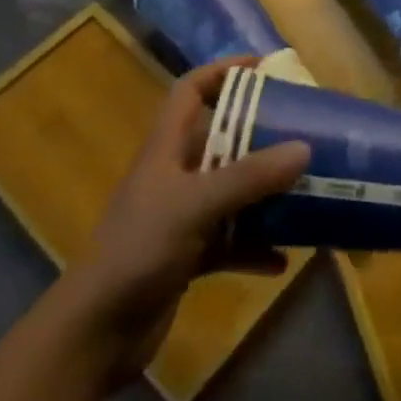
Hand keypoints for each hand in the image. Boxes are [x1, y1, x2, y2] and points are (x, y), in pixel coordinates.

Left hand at [58, 59, 309, 387]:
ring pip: (231, 193)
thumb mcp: (196, 205)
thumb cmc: (140, 250)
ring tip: (304, 194)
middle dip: (260, 137)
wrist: (95, 334)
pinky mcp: (186, 257)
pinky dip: (254, 248)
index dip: (223, 71)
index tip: (263, 67)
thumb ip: (250, 177)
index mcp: (166, 148)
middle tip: (301, 133)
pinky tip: (281, 260)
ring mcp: (180, 218)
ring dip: (264, 196)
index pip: (191, 91)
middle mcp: (175, 176)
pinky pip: (230, 242)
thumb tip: (304, 148)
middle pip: (221, 140)